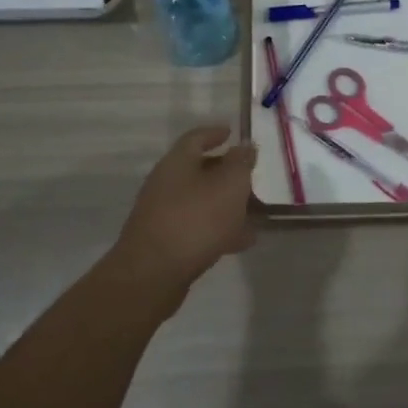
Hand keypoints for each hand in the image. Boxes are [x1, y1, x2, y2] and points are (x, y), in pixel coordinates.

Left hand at [109, 125, 257, 292]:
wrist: (152, 274)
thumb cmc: (195, 219)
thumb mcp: (229, 185)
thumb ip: (241, 163)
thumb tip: (244, 147)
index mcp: (177, 162)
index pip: (196, 138)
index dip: (215, 133)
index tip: (231, 133)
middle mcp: (166, 183)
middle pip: (199, 170)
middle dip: (226, 172)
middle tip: (250, 176)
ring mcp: (163, 214)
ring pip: (201, 200)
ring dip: (226, 203)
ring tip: (255, 211)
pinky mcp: (165, 242)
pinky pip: (198, 227)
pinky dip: (220, 228)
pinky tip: (243, 240)